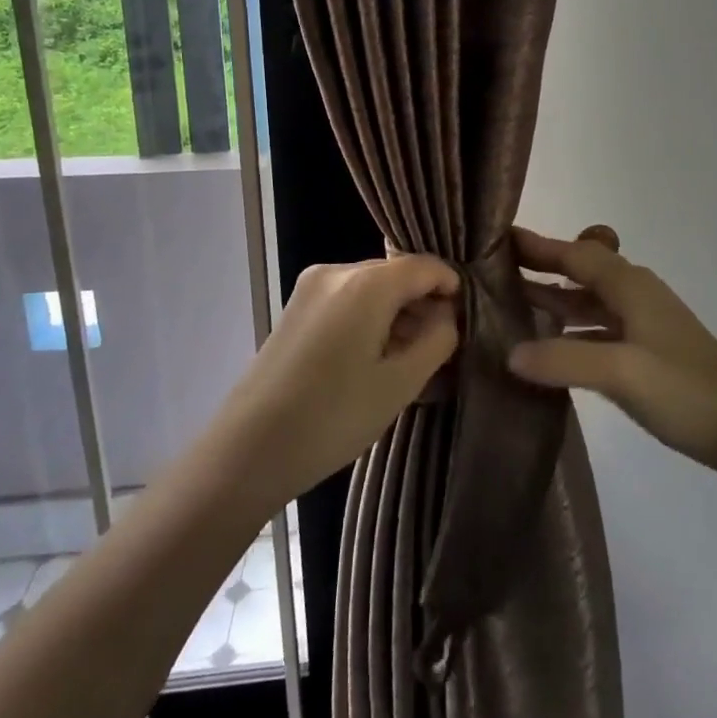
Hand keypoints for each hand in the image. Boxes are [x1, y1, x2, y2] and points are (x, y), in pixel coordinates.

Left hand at [218, 257, 459, 506]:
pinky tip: (376, 360)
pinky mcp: (296, 309)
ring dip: (397, 316)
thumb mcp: (400, 384)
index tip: (469, 320)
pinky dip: (370, 321)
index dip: (452, 288)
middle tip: (443, 348)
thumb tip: (448, 317)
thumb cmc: (332, 416)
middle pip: (397, 275)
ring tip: (412, 361)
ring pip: (372, 289)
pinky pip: (348, 302)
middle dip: (424, 305)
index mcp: (367, 282)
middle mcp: (337, 271)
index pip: (426, 266)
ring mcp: (310, 288)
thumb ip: (437, 341)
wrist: (247, 451)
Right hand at [508, 226, 716, 477]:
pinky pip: (598, 329)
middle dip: (542, 269)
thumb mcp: (621, 373)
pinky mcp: (646, 352)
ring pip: (589, 302)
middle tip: (494, 272)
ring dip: (554, 300)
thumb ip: (564, 360)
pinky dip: (571, 331)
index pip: (575, 254)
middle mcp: (635, 295)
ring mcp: (643, 324)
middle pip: (581, 272)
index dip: (539, 246)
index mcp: (630, 287)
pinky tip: (549, 348)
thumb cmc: (685, 391)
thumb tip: (510, 352)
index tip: (499, 239)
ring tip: (511, 306)